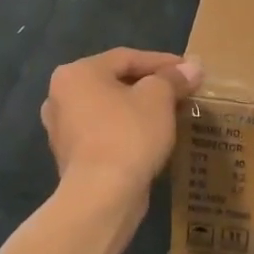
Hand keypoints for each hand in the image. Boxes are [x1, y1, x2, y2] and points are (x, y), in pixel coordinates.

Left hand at [41, 48, 202, 196]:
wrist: (102, 195)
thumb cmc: (128, 134)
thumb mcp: (158, 98)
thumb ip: (173, 78)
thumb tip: (192, 67)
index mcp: (77, 73)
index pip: (126, 58)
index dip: (162, 61)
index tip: (188, 69)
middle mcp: (60, 97)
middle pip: (115, 82)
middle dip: (150, 85)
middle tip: (181, 90)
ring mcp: (62, 130)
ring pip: (109, 109)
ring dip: (138, 108)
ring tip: (170, 113)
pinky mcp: (71, 158)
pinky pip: (104, 133)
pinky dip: (127, 130)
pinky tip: (151, 137)